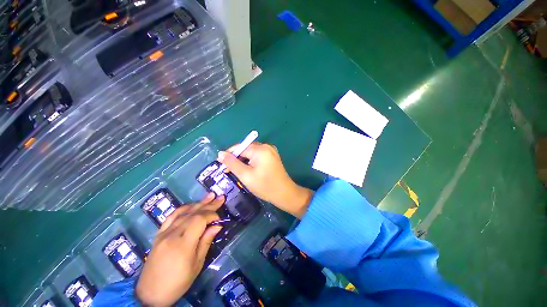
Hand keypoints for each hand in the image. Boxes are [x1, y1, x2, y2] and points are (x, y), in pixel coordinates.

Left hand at [135, 194, 223, 306]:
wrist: (150, 294)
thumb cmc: (178, 282)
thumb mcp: (197, 264)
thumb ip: (206, 241)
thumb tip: (217, 225)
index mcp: (183, 243)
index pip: (200, 220)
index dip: (212, 215)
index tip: (220, 219)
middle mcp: (172, 234)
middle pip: (193, 213)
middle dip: (209, 204)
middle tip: (220, 197)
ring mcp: (164, 233)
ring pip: (183, 212)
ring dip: (198, 203)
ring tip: (210, 196)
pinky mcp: (159, 234)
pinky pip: (171, 216)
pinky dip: (183, 208)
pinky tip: (191, 205)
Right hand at [218, 143, 313, 218]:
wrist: (284, 193)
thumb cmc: (264, 186)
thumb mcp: (245, 175)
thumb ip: (232, 163)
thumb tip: (220, 153)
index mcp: (260, 149)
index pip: (239, 147)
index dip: (229, 155)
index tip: (222, 165)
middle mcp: (266, 146)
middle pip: (246, 149)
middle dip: (237, 158)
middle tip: (230, 171)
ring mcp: (271, 151)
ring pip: (251, 152)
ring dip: (244, 160)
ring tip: (239, 172)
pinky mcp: (272, 156)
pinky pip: (258, 155)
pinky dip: (251, 161)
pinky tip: (249, 170)